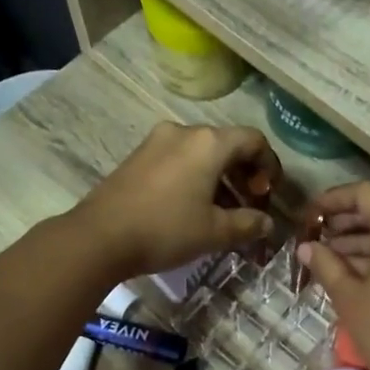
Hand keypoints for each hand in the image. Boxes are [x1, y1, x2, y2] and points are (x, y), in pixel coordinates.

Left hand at [76, 123, 282, 279]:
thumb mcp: (214, 232)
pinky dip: (195, 178)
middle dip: (244, 174)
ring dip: (220, 178)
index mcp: (209, 143)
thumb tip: (267, 223)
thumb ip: (248, 224)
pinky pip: (178, 160)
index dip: (269, 165)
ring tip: (224, 212)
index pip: (253, 140)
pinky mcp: (138, 157)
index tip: (270, 193)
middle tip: (250, 204)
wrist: (99, 237)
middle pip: (227, 144)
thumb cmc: (165, 230)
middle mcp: (183, 132)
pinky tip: (193, 208)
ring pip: (201, 153)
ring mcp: (156, 142)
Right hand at [296, 183, 369, 369]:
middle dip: (345, 223)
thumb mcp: (350, 297)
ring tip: (327, 258)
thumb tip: (306, 247)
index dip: (332, 201)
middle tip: (314, 238)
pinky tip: (354, 273)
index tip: (308, 215)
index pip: (364, 194)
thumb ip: (326, 265)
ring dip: (362, 242)